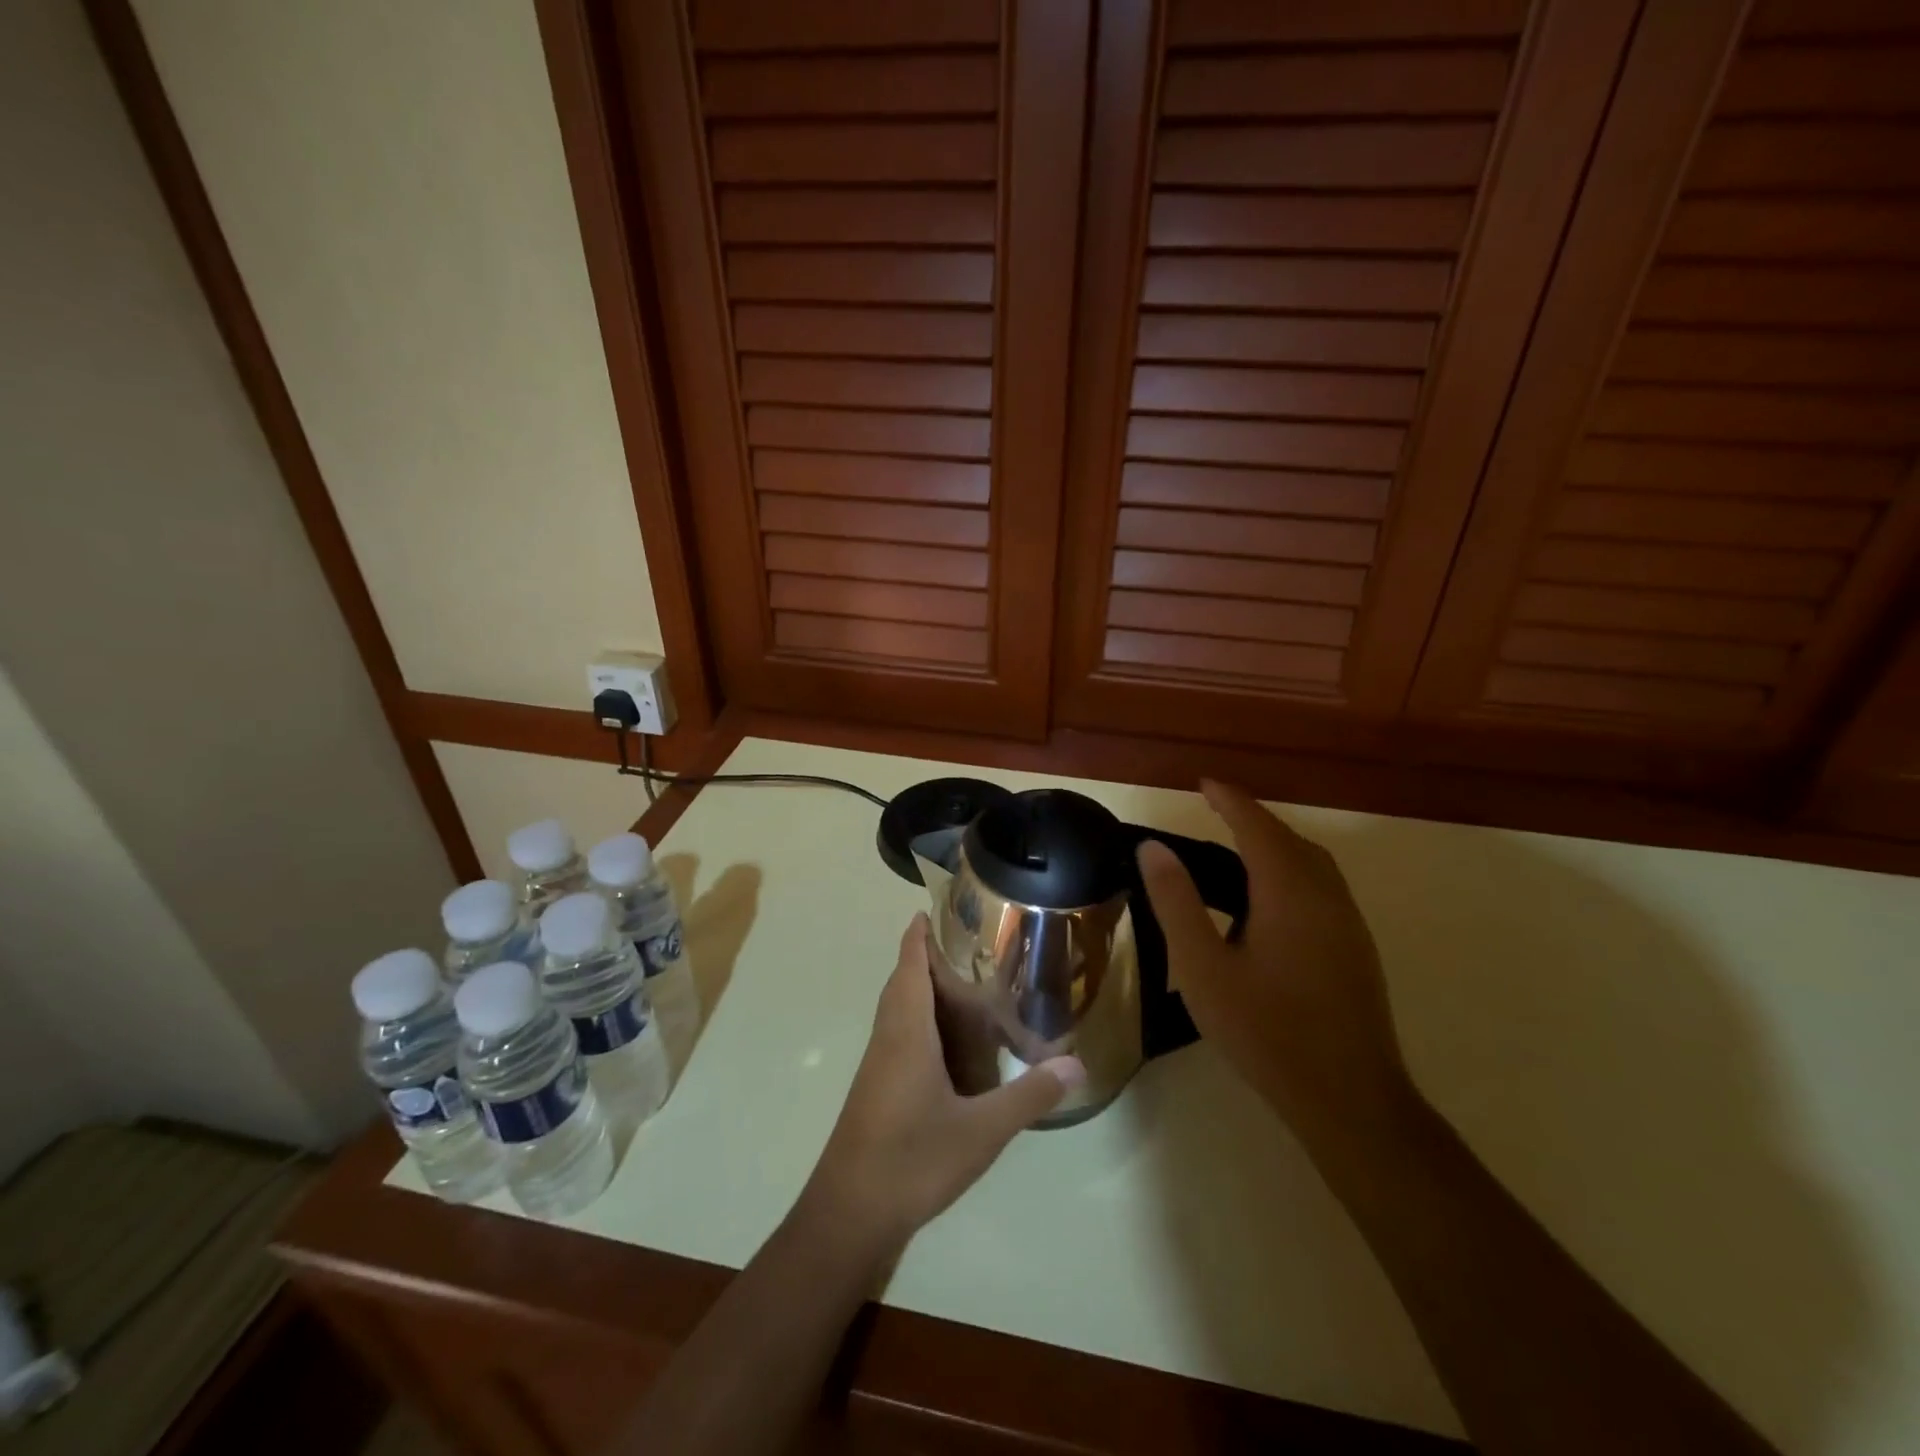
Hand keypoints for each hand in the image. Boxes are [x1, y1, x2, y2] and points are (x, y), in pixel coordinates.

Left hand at [804, 915, 1084, 1253]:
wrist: (849, 1213)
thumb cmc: (912, 1160)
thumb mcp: (981, 1130)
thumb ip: (1028, 1096)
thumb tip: (1077, 1065)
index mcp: (907, 1031)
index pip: (909, 965)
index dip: (918, 934)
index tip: (934, 908)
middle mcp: (889, 1038)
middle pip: (902, 981)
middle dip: (926, 957)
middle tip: (969, 946)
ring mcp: (878, 1065)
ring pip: (898, 1009)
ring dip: (922, 989)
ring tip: (965, 986)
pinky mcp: (877, 1088)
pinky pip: (898, 1034)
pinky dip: (920, 1020)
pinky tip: (948, 1045)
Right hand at [1137, 782, 1412, 1150]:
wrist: (1349, 1099)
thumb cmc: (1265, 1030)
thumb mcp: (1202, 967)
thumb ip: (1176, 902)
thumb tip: (1153, 848)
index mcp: (1288, 891)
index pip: (1256, 825)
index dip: (1229, 799)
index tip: (1203, 782)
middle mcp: (1325, 895)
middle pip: (1288, 839)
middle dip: (1251, 818)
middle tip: (1213, 812)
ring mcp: (1348, 922)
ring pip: (1311, 862)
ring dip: (1274, 844)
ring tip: (1235, 849)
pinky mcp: (1356, 947)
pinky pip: (1320, 886)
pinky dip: (1290, 870)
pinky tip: (1267, 900)